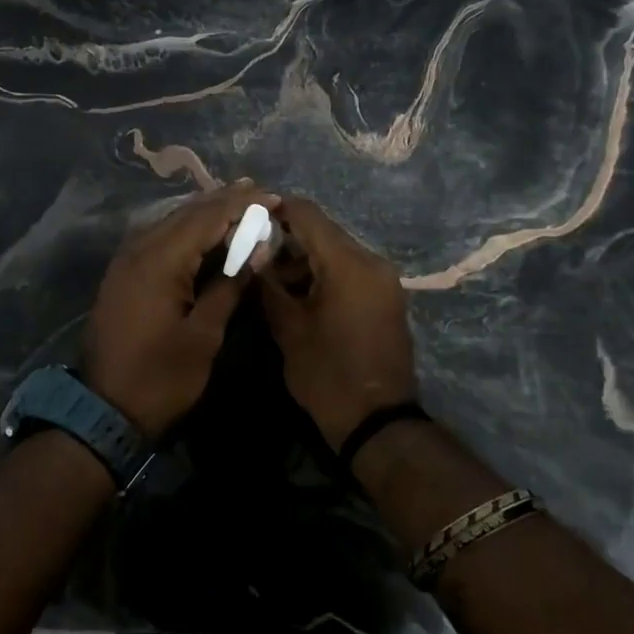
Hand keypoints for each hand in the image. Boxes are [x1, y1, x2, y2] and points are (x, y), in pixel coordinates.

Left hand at [82, 183, 277, 440]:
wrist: (103, 411)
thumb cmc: (162, 377)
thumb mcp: (204, 335)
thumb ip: (230, 285)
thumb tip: (259, 249)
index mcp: (160, 261)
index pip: (207, 218)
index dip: (242, 205)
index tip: (273, 196)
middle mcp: (139, 250)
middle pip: (186, 214)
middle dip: (223, 201)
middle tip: (259, 191)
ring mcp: (126, 262)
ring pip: (170, 224)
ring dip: (204, 214)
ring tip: (238, 202)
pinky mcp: (123, 276)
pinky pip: (159, 240)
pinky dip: (186, 232)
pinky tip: (205, 233)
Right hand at [259, 197, 418, 450]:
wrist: (378, 421)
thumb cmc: (328, 374)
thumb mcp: (288, 329)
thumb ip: (268, 284)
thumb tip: (253, 255)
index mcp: (348, 263)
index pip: (308, 214)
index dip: (275, 212)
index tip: (247, 222)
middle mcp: (372, 262)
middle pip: (323, 232)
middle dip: (287, 240)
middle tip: (253, 257)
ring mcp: (383, 280)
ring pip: (336, 253)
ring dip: (304, 260)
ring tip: (272, 283)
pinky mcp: (386, 298)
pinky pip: (350, 272)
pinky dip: (324, 275)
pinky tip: (300, 295)